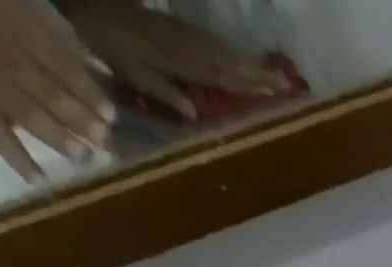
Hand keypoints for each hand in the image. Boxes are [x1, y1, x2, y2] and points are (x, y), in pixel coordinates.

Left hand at [60, 0, 290, 119]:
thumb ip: (163, 91)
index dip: (250, 84)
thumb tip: (194, 112)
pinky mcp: (176, 30)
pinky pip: (209, 45)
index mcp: (180, 61)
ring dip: (247, 64)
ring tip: (271, 76)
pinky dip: (228, 55)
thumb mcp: (130, 71)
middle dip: (257, 73)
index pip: (223, 76)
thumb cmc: (105, 40)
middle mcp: (187, 47)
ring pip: (222, 52)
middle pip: (229, 62)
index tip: (277, 91)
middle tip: (286, 84)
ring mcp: (182, 36)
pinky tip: (238, 62)